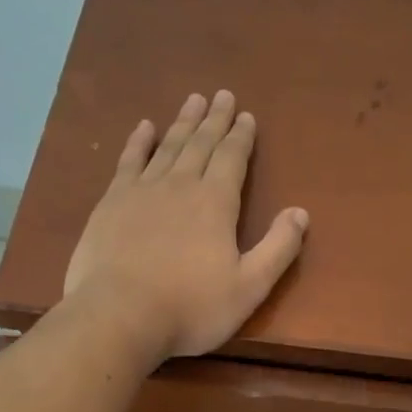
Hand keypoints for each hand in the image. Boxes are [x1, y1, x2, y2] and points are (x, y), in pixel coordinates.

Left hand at [63, 90, 308, 360]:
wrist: (120, 316)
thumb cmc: (192, 308)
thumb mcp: (249, 287)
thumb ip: (278, 249)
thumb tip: (300, 212)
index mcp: (216, 203)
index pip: (232, 159)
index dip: (241, 137)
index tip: (247, 116)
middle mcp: (180, 185)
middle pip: (201, 144)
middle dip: (214, 120)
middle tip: (222, 95)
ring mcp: (142, 191)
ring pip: (168, 146)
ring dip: (183, 122)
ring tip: (193, 100)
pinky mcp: (111, 203)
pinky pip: (129, 161)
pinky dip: (139, 142)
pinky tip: (145, 127)